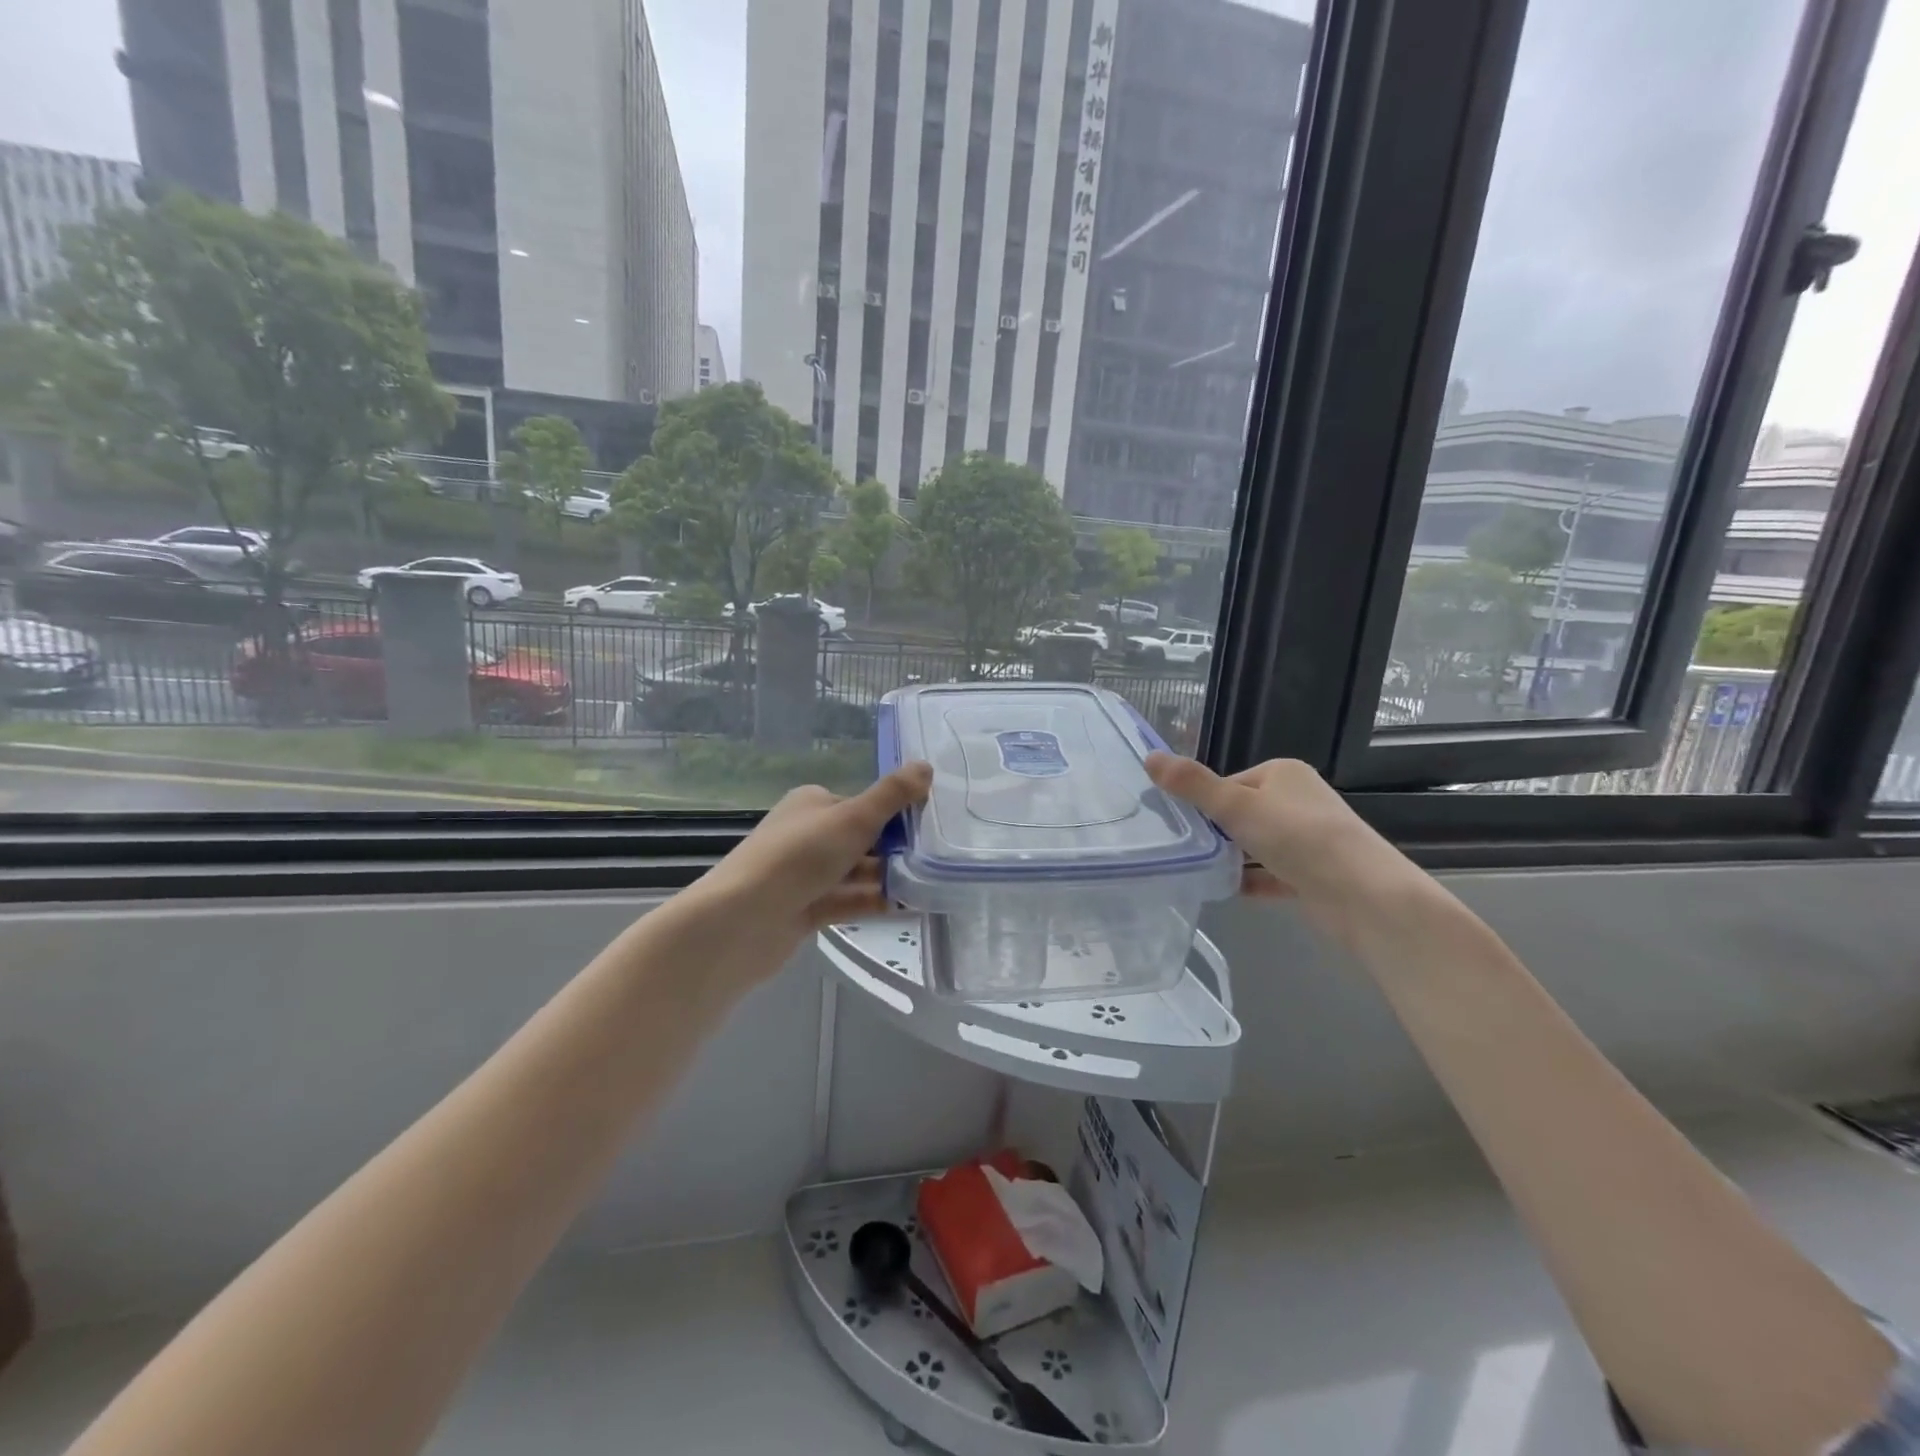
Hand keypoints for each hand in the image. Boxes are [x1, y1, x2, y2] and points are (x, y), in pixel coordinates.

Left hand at [685, 761, 934, 966]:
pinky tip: (906, 907)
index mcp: (812, 804)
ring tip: (928, 885)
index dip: (894, 815)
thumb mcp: (853, 818)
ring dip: (887, 878)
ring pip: (855, 872)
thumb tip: (926, 766)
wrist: (742, 921)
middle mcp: (806, 834)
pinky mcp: (804, 909)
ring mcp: (803, 875)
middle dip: (895, 850)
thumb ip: (892, 795)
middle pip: (861, 839)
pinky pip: (847, 901)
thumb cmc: (799, 857)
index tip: (929, 829)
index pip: (861, 804)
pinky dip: (873, 902)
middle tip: (934, 861)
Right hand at [1146, 753, 1429, 945]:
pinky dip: (1251, 881)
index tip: (1180, 825)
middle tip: (1186, 851)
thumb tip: (1149, 757)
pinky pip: (1271, 874)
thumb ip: (1192, 784)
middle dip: (1216, 832)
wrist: (1362, 895)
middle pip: (1242, 814)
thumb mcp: (1236, 806)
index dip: (1203, 803)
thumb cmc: (1297, 837)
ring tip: (1199, 872)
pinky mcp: (1314, 874)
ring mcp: (1309, 839)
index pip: (1229, 783)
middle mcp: (1298, 800)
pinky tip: (1226, 891)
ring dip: (1231, 858)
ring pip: (1256, 845)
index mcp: (1283, 774)